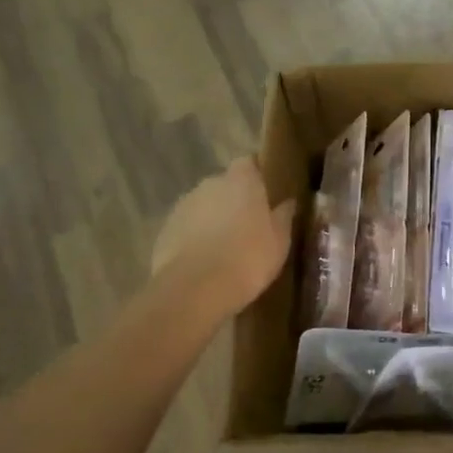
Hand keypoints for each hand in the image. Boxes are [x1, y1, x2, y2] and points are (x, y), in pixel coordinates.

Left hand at [149, 159, 296, 320]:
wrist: (195, 290)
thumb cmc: (248, 257)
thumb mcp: (280, 239)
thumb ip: (284, 215)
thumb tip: (288, 202)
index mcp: (241, 180)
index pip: (248, 162)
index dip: (257, 175)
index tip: (267, 193)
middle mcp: (210, 184)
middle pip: (225, 184)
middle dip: (235, 199)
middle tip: (250, 224)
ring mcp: (183, 206)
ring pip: (204, 206)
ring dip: (213, 219)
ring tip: (226, 247)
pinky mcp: (164, 231)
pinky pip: (186, 228)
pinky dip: (195, 238)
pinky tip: (205, 262)